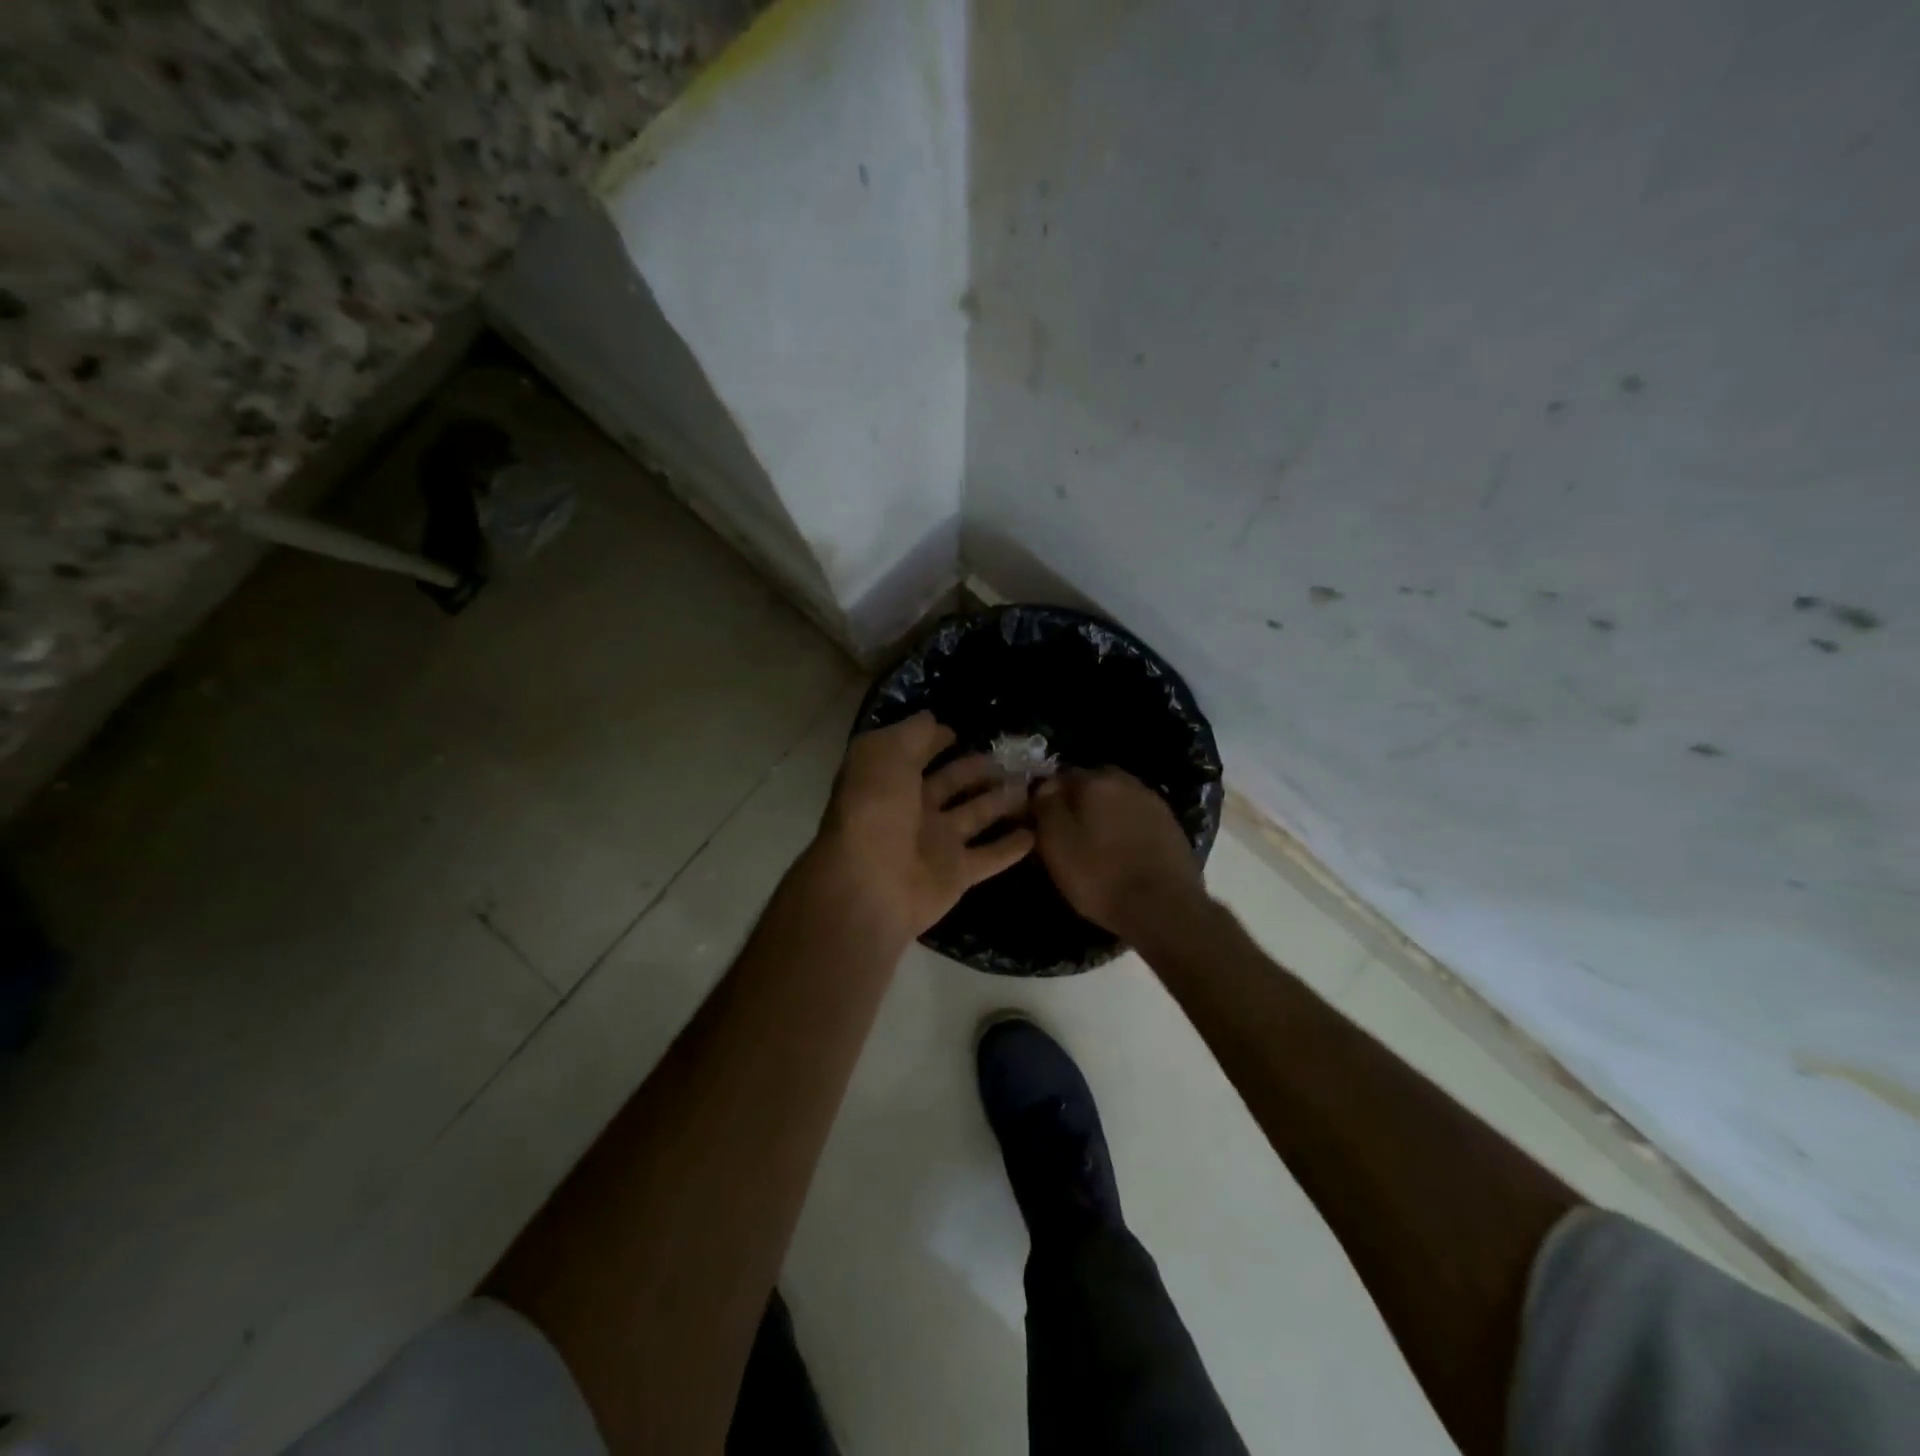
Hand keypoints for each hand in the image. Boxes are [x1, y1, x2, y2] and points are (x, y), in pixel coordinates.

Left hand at [812, 713, 1034, 941]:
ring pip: (977, 815)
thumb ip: (913, 734)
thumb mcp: (886, 754)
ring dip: (1002, 801)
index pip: (916, 753)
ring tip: (1031, 785)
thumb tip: (933, 720)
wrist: (871, 884)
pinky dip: (1012, 846)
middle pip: (952, 784)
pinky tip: (1037, 832)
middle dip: (978, 769)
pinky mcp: (957, 874)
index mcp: (890, 780)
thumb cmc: (875, 810)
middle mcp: (913, 809)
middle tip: (1014, 757)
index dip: (936, 740)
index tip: (963, 731)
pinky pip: (991, 856)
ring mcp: (936, 843)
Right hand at [1032, 768, 1204, 939]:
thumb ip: (1046, 805)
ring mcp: (1153, 802)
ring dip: (1105, 816)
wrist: (1164, 909)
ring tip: (1096, 847)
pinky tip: (1123, 854)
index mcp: (1095, 780)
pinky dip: (1127, 830)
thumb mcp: (1056, 843)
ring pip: (1117, 801)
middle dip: (1079, 804)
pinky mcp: (1172, 826)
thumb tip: (1045, 785)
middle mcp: (1127, 781)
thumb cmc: (1100, 876)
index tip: (1043, 822)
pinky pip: (1138, 819)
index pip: (1061, 776)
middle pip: (1092, 786)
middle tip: (1069, 835)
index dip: (1049, 798)